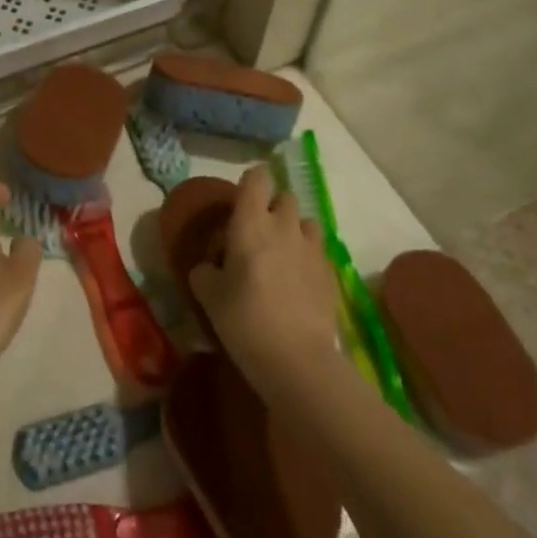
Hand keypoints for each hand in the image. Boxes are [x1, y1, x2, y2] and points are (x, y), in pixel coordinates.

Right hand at [189, 165, 341, 386]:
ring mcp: (312, 248)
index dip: (250, 184)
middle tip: (256, 234)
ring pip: (305, 222)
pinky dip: (307, 257)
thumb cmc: (244, 320)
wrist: (296, 359)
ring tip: (281, 256)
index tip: (239, 203)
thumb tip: (210, 267)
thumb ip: (205, 271)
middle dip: (272, 208)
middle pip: (284, 197)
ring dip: (294, 230)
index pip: (257, 178)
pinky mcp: (330, 272)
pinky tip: (297, 282)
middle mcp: (284, 226)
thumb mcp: (208, 295)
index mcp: (251, 222)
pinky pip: (317, 250)